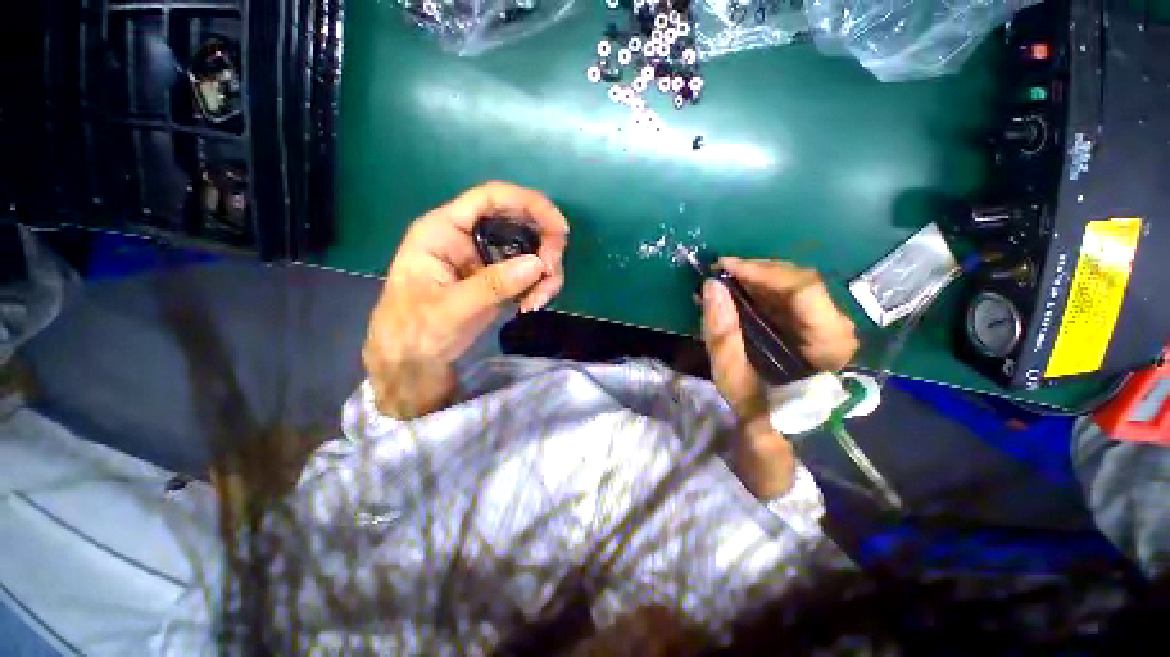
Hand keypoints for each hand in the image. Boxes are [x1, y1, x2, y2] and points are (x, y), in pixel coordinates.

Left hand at [363, 182, 568, 418]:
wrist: (414, 359)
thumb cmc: (416, 330)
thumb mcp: (451, 309)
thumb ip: (493, 285)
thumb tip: (538, 263)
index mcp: (446, 229)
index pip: (490, 198)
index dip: (529, 203)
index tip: (559, 228)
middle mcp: (469, 236)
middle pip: (519, 221)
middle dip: (544, 244)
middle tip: (551, 273)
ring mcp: (486, 258)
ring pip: (530, 248)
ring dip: (545, 271)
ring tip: (538, 300)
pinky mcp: (499, 278)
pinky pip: (530, 272)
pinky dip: (540, 285)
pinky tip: (532, 305)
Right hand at [701, 258, 857, 496]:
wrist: (781, 438)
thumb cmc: (762, 415)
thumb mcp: (734, 380)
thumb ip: (722, 335)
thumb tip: (710, 286)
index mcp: (828, 345)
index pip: (803, 290)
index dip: (762, 271)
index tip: (723, 266)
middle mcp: (835, 329)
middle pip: (798, 283)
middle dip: (754, 273)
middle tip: (717, 273)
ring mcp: (823, 327)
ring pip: (790, 288)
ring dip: (751, 281)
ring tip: (718, 284)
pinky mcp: (808, 329)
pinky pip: (783, 300)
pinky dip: (754, 293)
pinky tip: (731, 295)